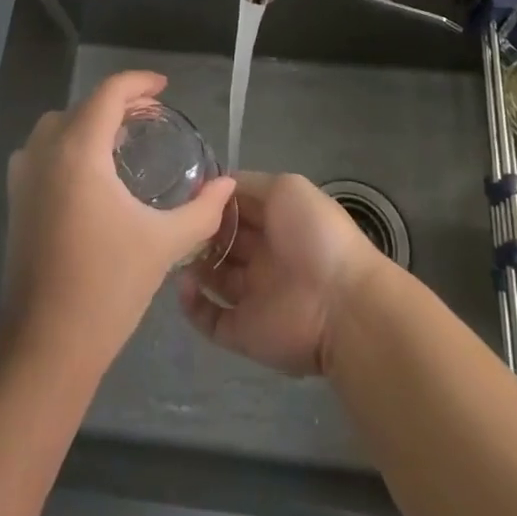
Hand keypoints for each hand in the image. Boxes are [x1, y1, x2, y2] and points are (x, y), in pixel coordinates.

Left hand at [4, 71, 235, 369]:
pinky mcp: (16, 200)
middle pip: (83, 106)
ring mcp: (24, 176)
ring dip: (89, 122)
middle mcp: (45, 152)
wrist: (45, 344)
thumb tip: (227, 185)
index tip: (164, 88)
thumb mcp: (164, 243)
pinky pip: (43, 151)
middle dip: (117, 102)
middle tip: (150, 115)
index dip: (138, 83)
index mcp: (79, 151)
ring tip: (122, 139)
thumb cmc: (107, 286)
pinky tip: (93, 173)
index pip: (108, 94)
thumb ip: (201, 210)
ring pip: (58, 126)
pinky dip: (68, 144)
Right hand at [177, 171, 383, 375]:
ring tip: (176, 250)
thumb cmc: (315, 235)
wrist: (340, 304)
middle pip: (223, 240)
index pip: (238, 207)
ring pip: (213, 277)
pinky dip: (192, 305)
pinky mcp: (243, 331)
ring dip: (193, 264)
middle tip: (178, 222)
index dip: (214, 200)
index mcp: (278, 221)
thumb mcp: (286, 188)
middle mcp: (264, 255)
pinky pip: (210, 319)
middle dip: (201, 230)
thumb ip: (250, 184)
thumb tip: (215, 186)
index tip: (188, 193)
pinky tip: (184, 285)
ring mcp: (253, 295)